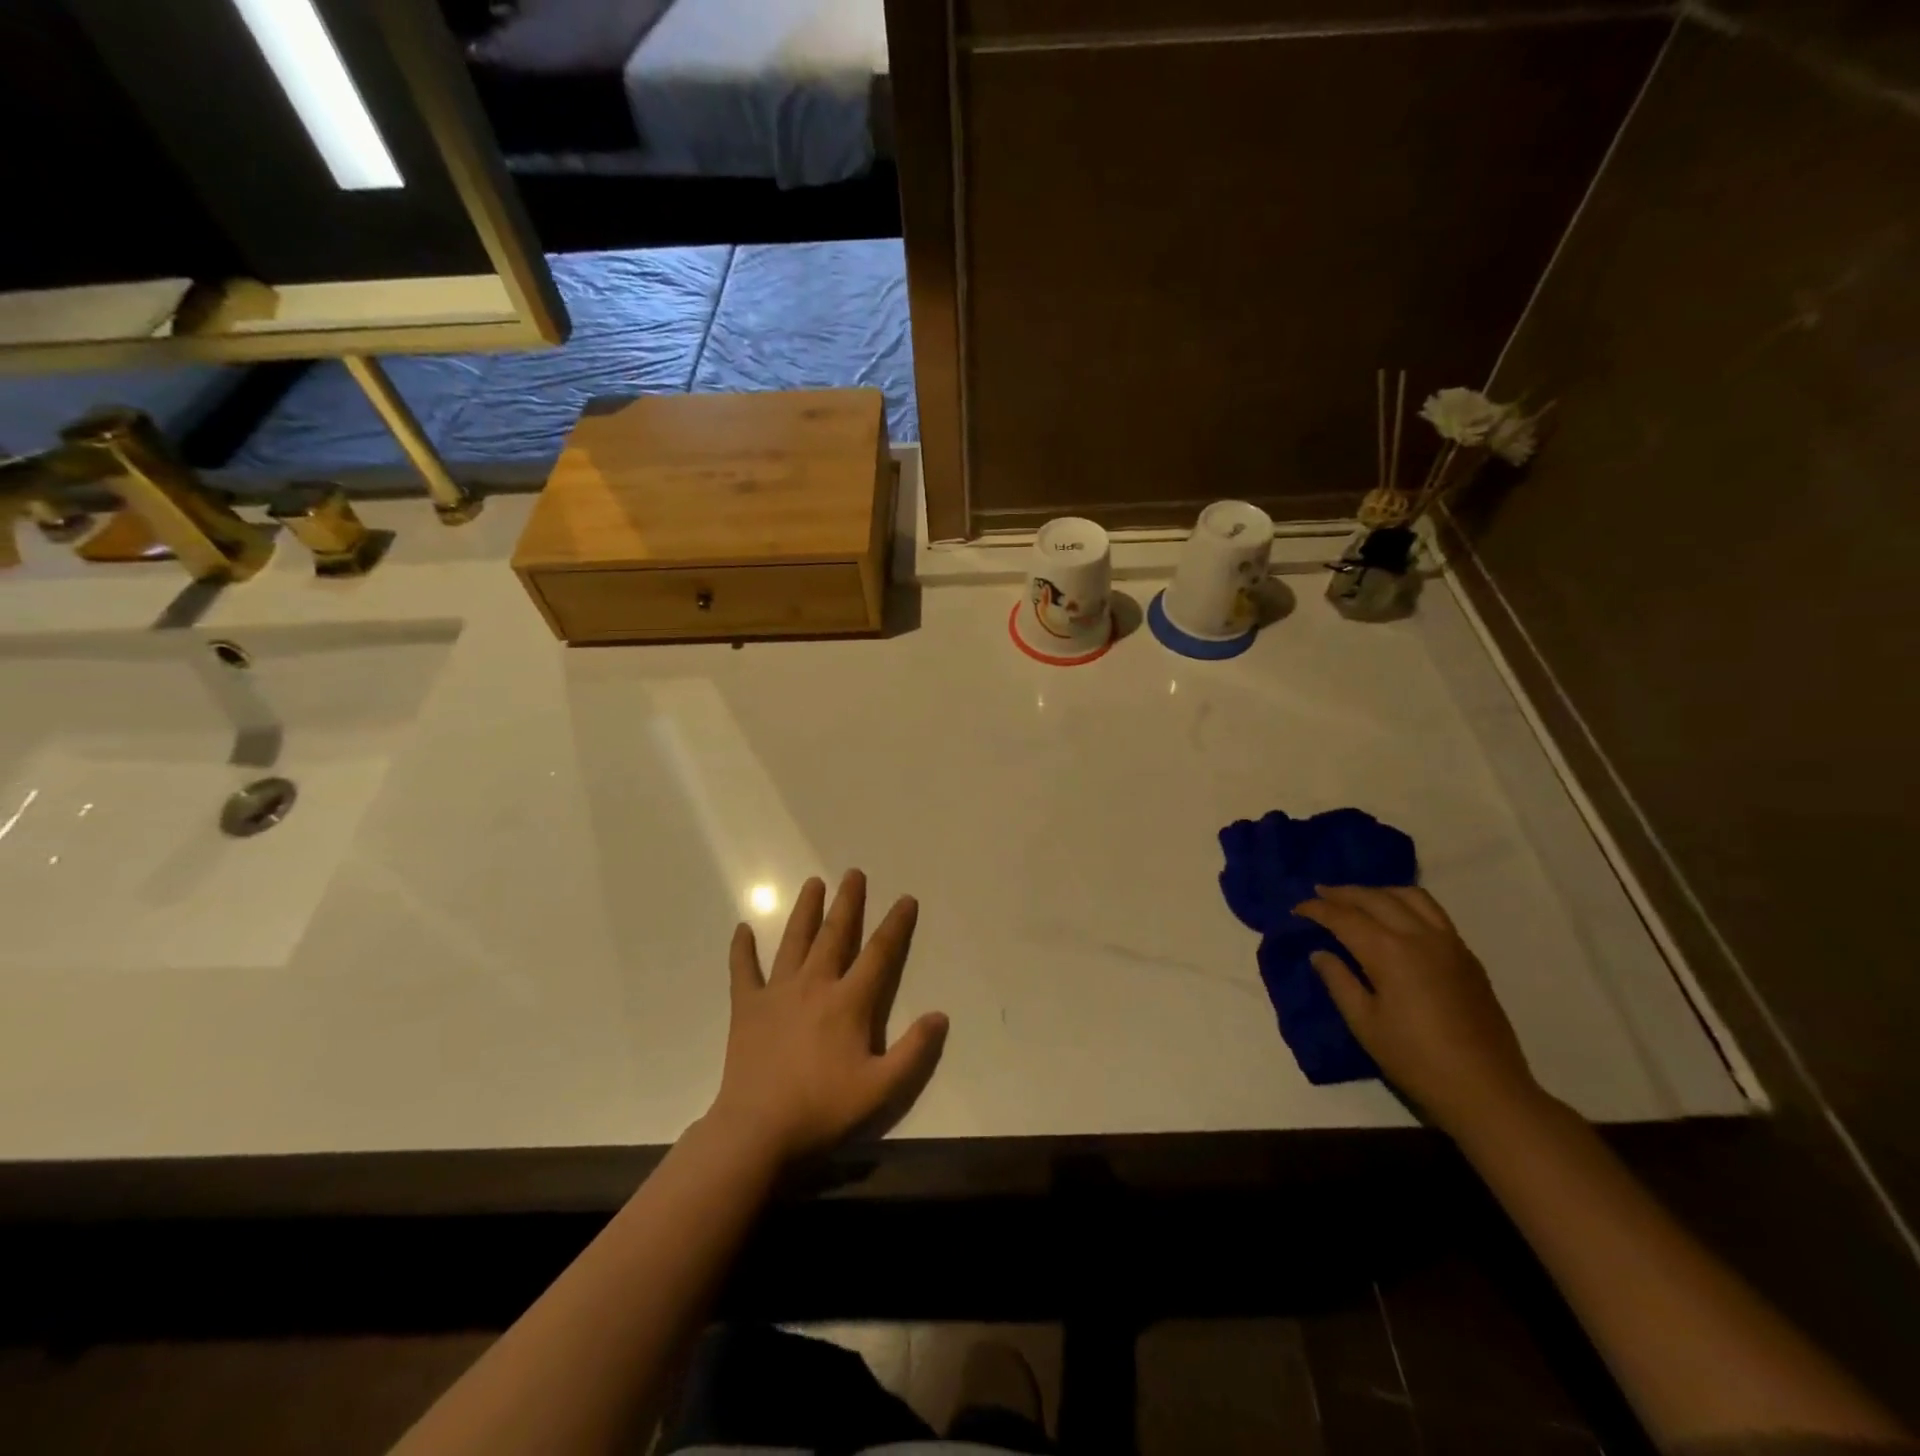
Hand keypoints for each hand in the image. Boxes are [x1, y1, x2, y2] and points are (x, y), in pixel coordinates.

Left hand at [706, 870, 948, 1166]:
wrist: (757, 1130)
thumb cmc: (822, 1108)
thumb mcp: (881, 1089)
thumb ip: (914, 1052)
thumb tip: (941, 1015)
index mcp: (848, 1002)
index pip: (879, 954)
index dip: (895, 925)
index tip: (906, 899)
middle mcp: (814, 985)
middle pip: (834, 934)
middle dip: (848, 902)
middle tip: (854, 873)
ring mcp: (777, 993)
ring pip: (793, 941)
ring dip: (805, 911)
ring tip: (812, 883)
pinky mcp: (747, 1007)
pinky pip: (743, 971)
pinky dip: (742, 949)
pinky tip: (742, 929)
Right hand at [1295, 885, 1541, 1136]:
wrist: (1487, 1091)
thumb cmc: (1416, 1060)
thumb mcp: (1364, 1024)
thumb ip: (1339, 982)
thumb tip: (1320, 954)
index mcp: (1390, 952)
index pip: (1344, 917)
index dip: (1317, 909)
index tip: (1296, 909)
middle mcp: (1420, 936)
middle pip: (1375, 898)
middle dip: (1343, 893)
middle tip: (1319, 893)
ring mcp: (1449, 943)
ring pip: (1410, 897)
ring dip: (1378, 892)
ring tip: (1358, 900)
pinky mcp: (1467, 957)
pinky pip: (1433, 912)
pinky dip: (1406, 904)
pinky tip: (1396, 918)